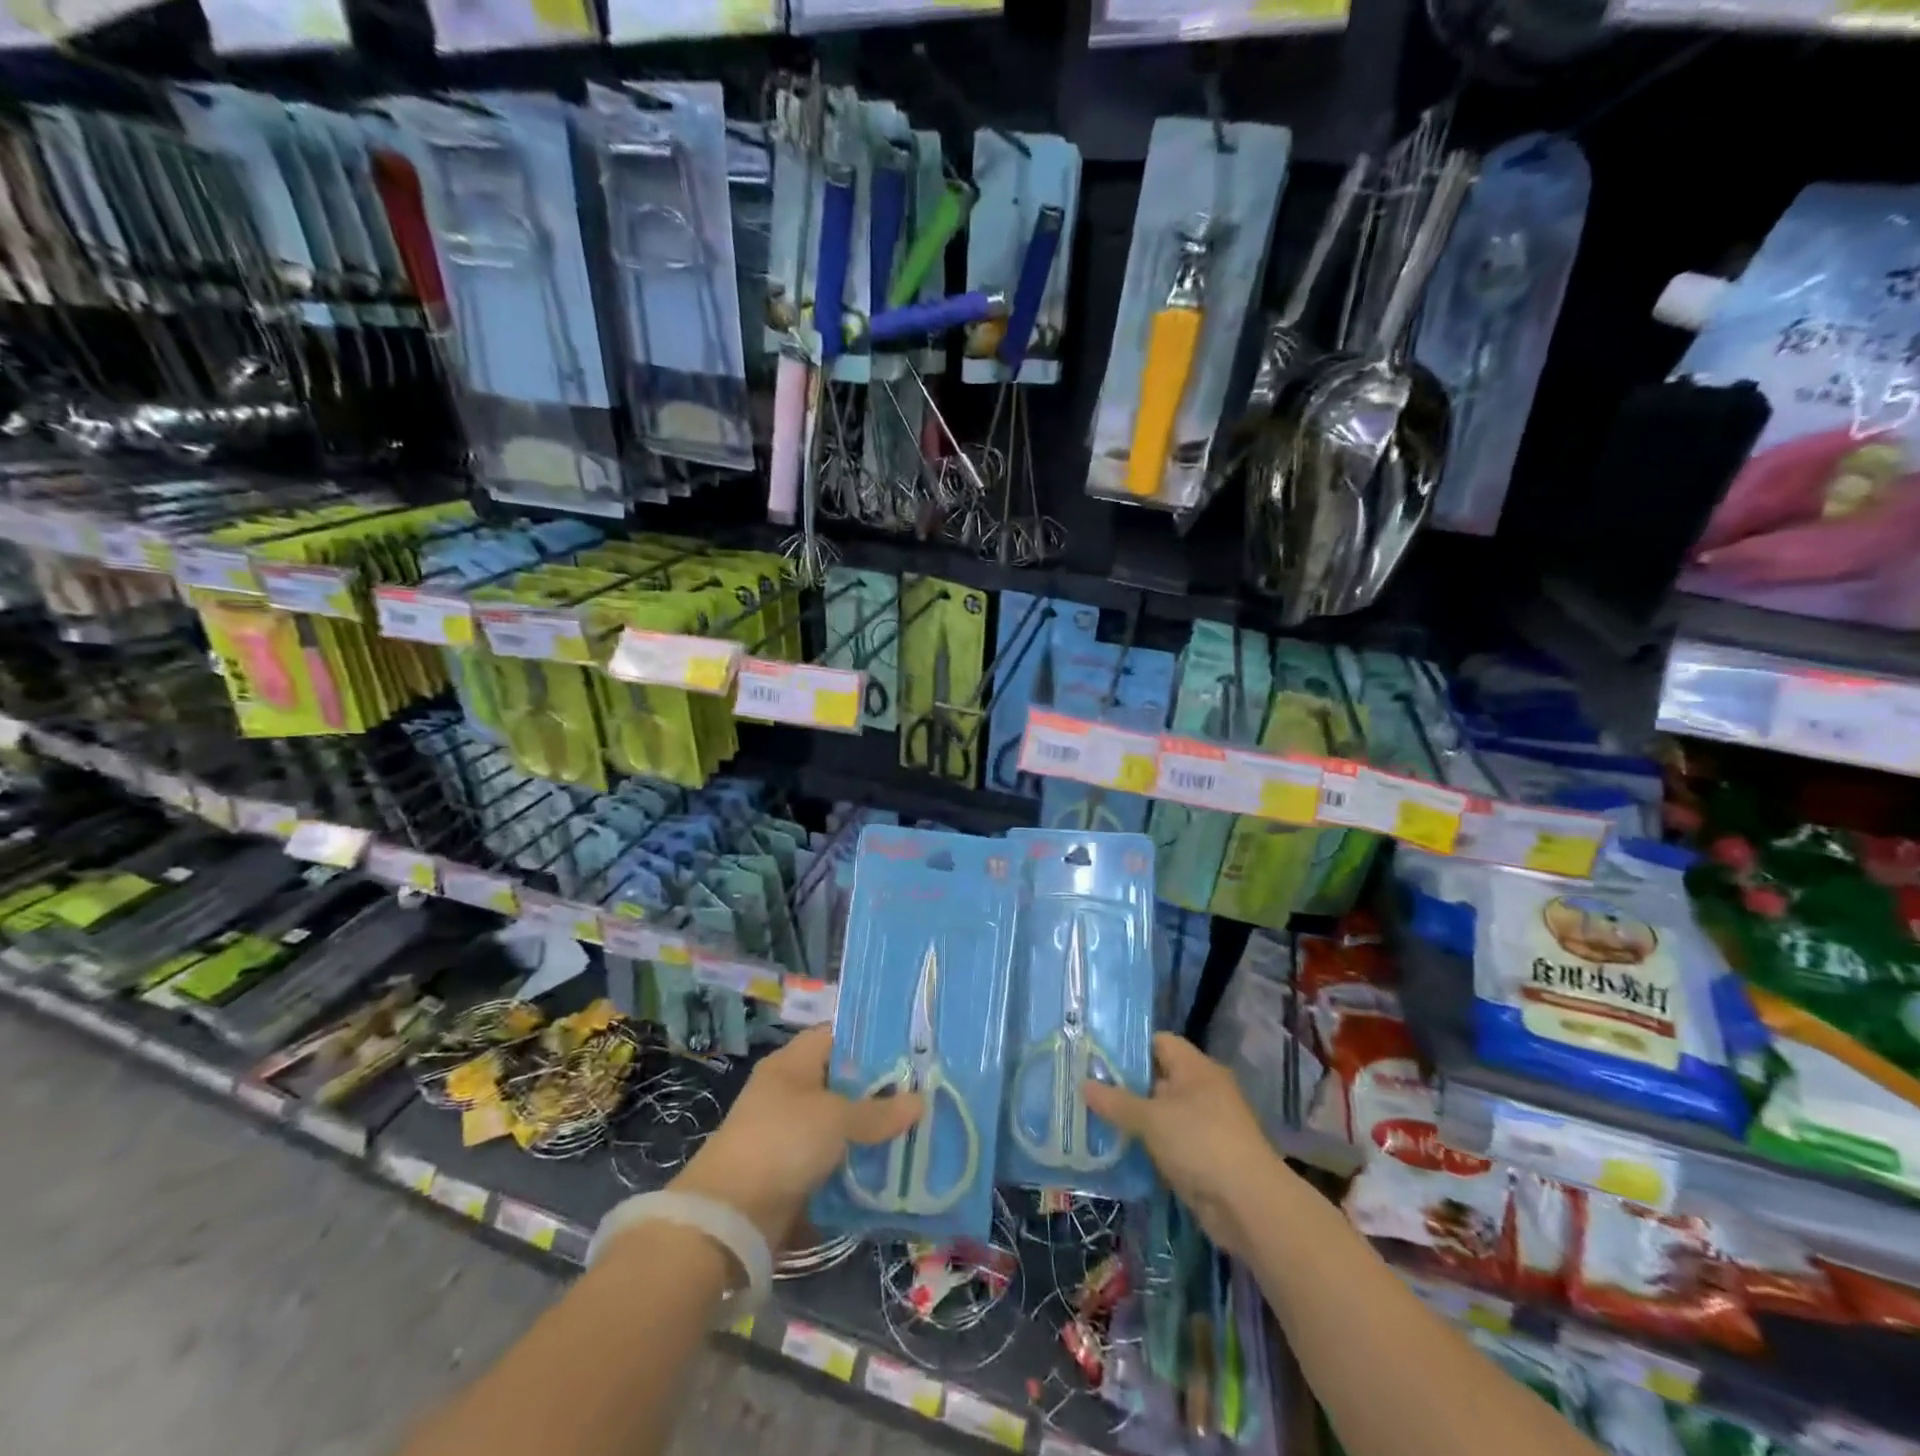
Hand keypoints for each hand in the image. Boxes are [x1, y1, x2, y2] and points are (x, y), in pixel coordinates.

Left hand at [670, 1025, 920, 1248]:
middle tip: (923, 1091)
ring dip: (870, 1129)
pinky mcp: (791, 1170)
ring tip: (916, 1129)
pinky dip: (856, 1162)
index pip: (836, 1035)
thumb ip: (878, 1111)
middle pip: (842, 1081)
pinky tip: (889, 1166)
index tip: (909, 1048)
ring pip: (840, 1122)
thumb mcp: (836, 1119)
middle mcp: (790, 1090)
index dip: (871, 1039)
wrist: (729, 1215)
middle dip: (879, 1089)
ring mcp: (789, 1131)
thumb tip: (920, 1101)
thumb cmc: (782, 1142)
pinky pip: (833, 1158)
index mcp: (793, 1062)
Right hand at [1083, 1033, 1296, 1256]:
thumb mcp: (1151, 1119)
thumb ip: (1116, 1101)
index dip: (1129, 1047)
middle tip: (1087, 1089)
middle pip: (1158, 1078)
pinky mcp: (1206, 1158)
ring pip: (1162, 1113)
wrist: (1250, 1205)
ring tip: (1095, 1120)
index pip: (1159, 1042)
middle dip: (1125, 1085)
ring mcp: (1207, 1125)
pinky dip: (1149, 1146)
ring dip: (1136, 1120)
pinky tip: (1120, 1151)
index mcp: (1196, 1068)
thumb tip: (1083, 1084)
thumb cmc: (1200, 1143)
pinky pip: (1170, 1142)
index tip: (1096, 1057)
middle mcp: (1203, 1090)